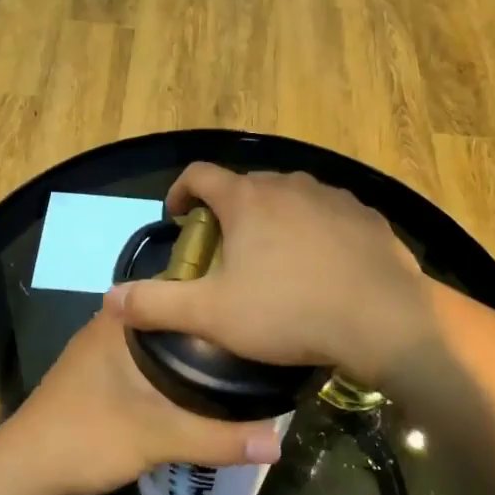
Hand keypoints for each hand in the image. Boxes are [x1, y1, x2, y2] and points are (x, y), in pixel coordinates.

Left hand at [8, 308, 283, 494]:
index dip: (217, 294)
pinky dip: (172, 373)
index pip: (178, 289)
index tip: (255, 304)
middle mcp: (110, 328)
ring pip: (158, 345)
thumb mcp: (158, 437)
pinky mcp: (98, 381)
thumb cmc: (87, 437)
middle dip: (210, 328)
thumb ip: (218, 438)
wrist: (24, 473)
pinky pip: (146, 365)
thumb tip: (278, 443)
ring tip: (237, 364)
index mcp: (121, 320)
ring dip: (190, 354)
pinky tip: (197, 391)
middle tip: (256, 341)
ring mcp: (101, 355)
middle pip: (172, 319)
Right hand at [102, 164, 431, 386]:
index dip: (180, 191)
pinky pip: (328, 213)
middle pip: (246, 186)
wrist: (384, 319)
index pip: (199, 174)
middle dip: (228, 211)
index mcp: (247, 199)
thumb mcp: (212, 315)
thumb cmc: (289, 313)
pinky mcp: (366, 215)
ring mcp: (332, 196)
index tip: (177, 217)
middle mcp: (288, 184)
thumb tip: (110, 298)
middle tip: (224, 250)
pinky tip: (321, 265)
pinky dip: (314, 229)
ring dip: (273, 218)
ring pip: (289, 197)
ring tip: (274, 258)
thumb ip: (156, 305)